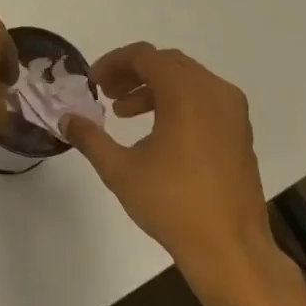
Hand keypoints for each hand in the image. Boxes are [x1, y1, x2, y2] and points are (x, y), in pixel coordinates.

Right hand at [61, 44, 279, 294]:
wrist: (231, 249)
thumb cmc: (173, 204)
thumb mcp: (120, 170)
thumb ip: (90, 138)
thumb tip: (66, 119)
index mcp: (185, 94)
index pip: (145, 56)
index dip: (113, 62)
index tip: (93, 82)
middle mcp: (214, 93)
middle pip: (167, 62)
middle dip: (132, 72)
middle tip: (106, 92)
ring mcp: (232, 112)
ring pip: (187, 79)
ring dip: (153, 87)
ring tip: (124, 113)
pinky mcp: (240, 132)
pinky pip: (204, 98)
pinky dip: (177, 102)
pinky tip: (157, 131)